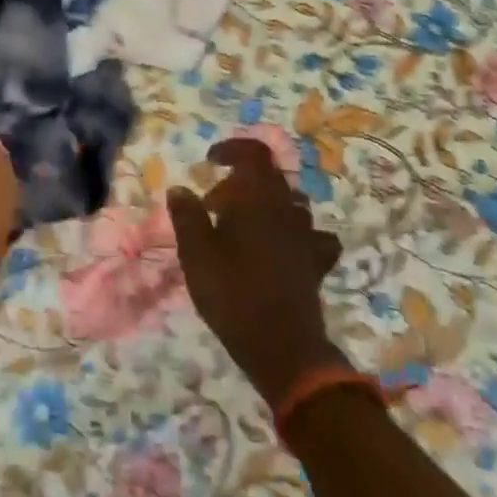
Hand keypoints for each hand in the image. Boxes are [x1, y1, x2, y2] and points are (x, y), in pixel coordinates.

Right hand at [168, 138, 344, 403]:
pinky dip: (294, 232)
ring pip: (289, 203)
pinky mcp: (316, 262)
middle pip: (269, 178)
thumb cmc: (233, 294)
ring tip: (239, 228)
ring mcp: (307, 236)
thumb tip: (180, 188)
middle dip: (239, 183)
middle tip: (212, 207)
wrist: (282, 347)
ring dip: (264, 205)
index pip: (255, 154)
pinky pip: (311, 234)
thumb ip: (187, 216)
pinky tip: (280, 248)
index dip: (233, 149)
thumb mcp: (196, 255)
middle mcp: (287, 209)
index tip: (210, 161)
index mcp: (258, 199)